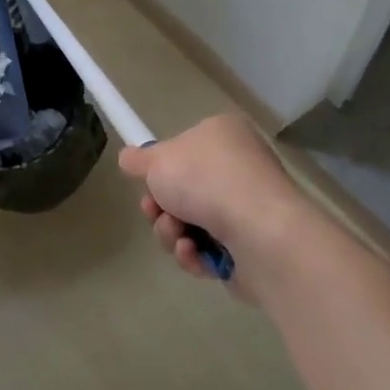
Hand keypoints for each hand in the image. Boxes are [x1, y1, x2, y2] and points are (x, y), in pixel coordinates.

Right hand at [119, 115, 318, 298]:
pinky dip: (193, 254)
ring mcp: (245, 211)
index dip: (160, 166)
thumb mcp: (158, 160)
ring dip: (170, 231)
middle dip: (160, 206)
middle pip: (181, 190)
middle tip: (154, 210)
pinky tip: (193, 252)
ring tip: (177, 234)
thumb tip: (128, 157)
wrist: (262, 234)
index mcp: (222, 136)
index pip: (183, 147)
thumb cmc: (207, 181)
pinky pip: (206, 251)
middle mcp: (237, 169)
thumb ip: (139, 160)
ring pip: (188, 223)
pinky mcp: (247, 250)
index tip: (146, 180)